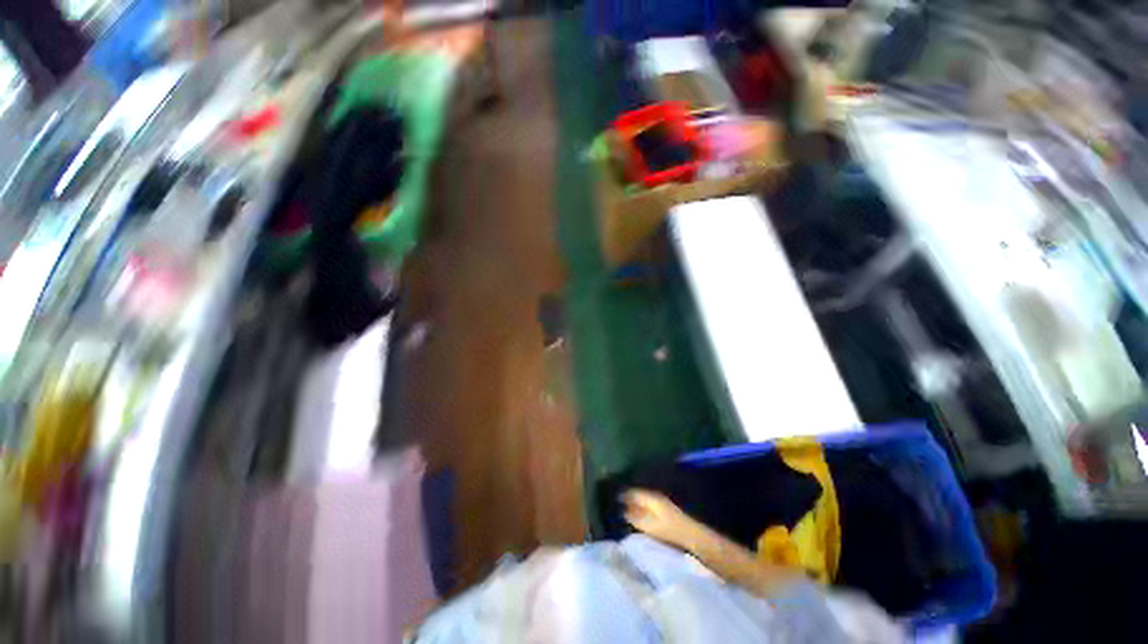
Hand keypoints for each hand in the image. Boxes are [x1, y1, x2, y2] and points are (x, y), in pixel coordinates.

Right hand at [622, 489, 703, 549]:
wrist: (691, 534)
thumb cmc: (668, 529)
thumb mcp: (648, 525)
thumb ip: (634, 517)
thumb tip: (622, 511)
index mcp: (650, 496)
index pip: (632, 491)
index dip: (622, 494)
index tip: (612, 498)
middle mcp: (654, 495)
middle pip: (637, 493)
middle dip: (628, 497)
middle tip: (617, 503)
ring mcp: (661, 501)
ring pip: (643, 498)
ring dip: (635, 502)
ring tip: (625, 508)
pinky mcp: (665, 509)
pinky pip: (648, 503)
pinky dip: (641, 506)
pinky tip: (639, 513)